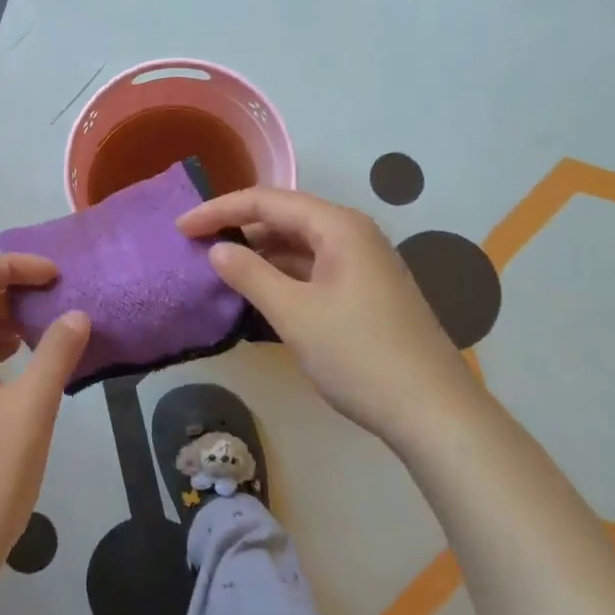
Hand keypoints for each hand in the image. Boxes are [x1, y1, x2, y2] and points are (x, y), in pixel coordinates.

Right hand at [177, 188, 476, 439]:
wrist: (433, 412)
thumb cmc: (360, 355)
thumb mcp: (295, 314)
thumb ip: (250, 275)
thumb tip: (217, 250)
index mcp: (338, 227)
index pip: (267, 201)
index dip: (219, 210)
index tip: (180, 227)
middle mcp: (352, 235)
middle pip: (284, 218)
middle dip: (238, 229)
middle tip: (195, 246)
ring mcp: (362, 265)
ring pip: (299, 247)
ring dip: (259, 255)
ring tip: (218, 270)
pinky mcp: (365, 293)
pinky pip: (313, 271)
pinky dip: (281, 278)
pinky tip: (257, 295)